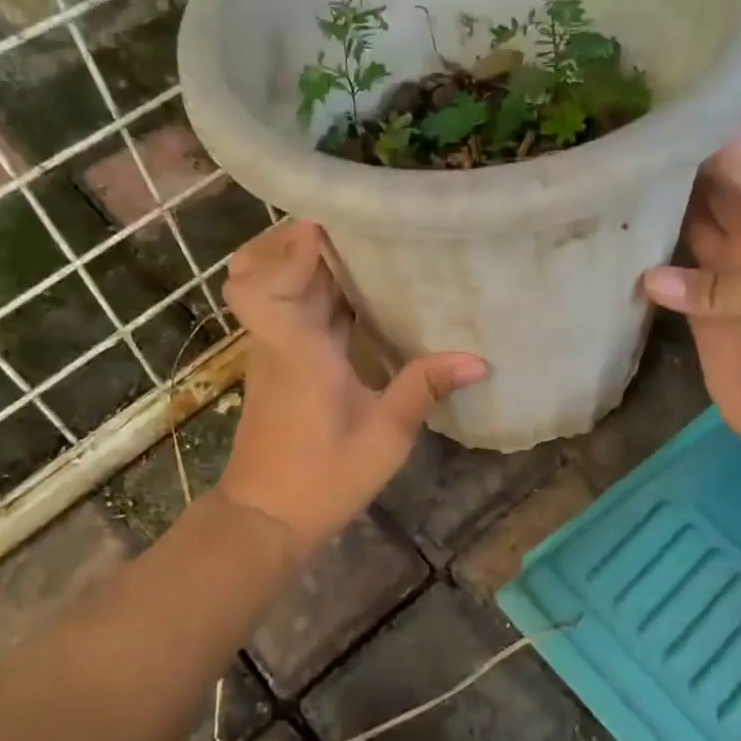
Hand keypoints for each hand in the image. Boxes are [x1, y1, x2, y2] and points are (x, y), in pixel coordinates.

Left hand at [217, 220, 487, 555]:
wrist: (266, 518)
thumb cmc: (323, 477)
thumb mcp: (386, 434)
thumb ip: (425, 387)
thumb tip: (478, 359)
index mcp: (297, 348)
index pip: (263, 282)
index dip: (289, 247)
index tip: (331, 222)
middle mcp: (277, 340)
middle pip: (261, 270)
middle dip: (299, 239)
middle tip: (351, 226)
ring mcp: (273, 351)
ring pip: (275, 287)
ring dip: (306, 263)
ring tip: (359, 248)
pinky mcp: (279, 365)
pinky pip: (289, 310)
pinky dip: (313, 291)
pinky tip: (358, 296)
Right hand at [640, 139, 740, 460]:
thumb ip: (721, 283)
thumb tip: (649, 277)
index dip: (720, 144)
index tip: (675, 108)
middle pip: (717, 195)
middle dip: (683, 168)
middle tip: (631, 137)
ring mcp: (727, 276)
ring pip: (690, 229)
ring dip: (661, 208)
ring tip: (617, 176)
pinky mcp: (700, 309)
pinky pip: (671, 273)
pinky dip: (648, 258)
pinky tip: (618, 234)